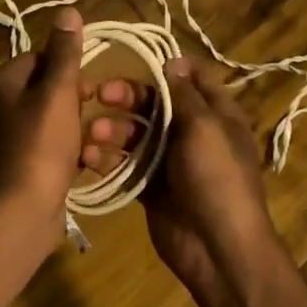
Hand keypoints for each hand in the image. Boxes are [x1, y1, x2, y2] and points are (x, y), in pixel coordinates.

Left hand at [0, 8, 137, 237]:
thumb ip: (65, 53)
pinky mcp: (14, 166)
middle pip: (43, 90)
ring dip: (75, 129)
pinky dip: (65, 151)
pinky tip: (83, 163)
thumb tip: (67, 10)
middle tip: (92, 120)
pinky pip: (45, 146)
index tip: (89, 90)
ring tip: (92, 144)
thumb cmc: (41, 144)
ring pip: (48, 120)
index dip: (68, 71)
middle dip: (74, 102)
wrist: (22, 211)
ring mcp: (1, 140)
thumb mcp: (58, 93)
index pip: (37, 59)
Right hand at [103, 57, 281, 306]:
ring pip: (136, 134)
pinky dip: (108, 159)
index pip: (195, 78)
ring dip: (113, 129)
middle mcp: (193, 133)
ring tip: (94, 134)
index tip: (137, 59)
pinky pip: (126, 165)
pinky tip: (89, 158)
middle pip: (157, 103)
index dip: (169, 66)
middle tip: (100, 93)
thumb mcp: (205, 126)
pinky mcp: (151, 186)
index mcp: (216, 114)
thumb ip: (184, 94)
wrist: (217, 247)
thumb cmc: (216, 177)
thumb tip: (173, 61)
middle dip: (128, 97)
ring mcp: (170, 161)